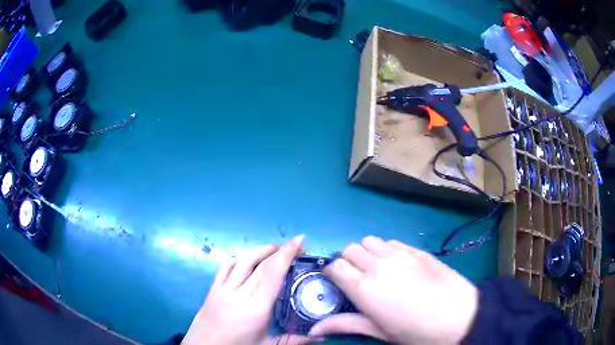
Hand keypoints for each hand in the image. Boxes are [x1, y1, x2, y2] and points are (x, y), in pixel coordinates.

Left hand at [182, 235, 313, 344]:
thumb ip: (295, 340)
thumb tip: (321, 337)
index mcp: (257, 308)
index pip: (273, 273)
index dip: (287, 254)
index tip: (300, 239)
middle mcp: (240, 293)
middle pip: (261, 264)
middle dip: (280, 251)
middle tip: (296, 246)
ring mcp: (223, 289)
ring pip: (243, 260)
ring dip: (261, 250)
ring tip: (276, 248)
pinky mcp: (212, 289)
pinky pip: (225, 267)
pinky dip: (240, 258)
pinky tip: (248, 259)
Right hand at [309, 236, 477, 343]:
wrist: (459, 316)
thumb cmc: (416, 331)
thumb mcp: (380, 332)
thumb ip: (346, 325)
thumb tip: (315, 329)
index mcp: (365, 287)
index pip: (335, 266)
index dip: (332, 273)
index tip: (337, 284)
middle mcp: (378, 265)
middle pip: (350, 249)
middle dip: (348, 261)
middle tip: (357, 279)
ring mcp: (400, 254)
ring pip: (370, 241)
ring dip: (367, 253)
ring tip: (377, 270)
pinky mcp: (417, 250)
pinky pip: (392, 242)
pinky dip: (387, 250)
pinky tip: (398, 266)